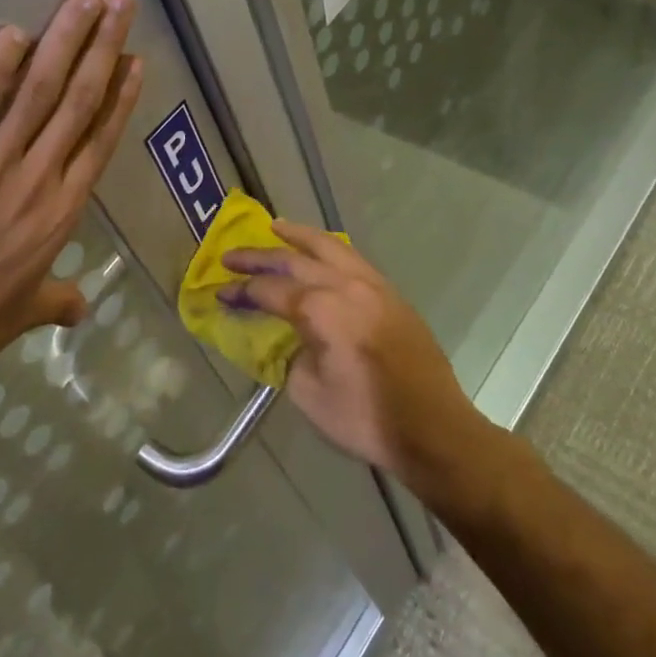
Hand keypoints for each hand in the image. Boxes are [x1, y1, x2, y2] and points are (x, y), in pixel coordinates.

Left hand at [0, 0, 142, 417]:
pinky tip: (12, 33)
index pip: (98, 141)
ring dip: (64, 42)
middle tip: (119, 2)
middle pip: (77, 102)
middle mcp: (36, 183)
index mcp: (58, 216)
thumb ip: (53, 301)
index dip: (119, 96)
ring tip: (84, 0)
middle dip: (101, 47)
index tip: (133, 59)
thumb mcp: (17, 319)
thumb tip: (81, 308)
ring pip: (38, 93)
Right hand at [220, 222, 492, 502]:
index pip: (270, 290)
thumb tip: (289, 338)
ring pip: (329, 246)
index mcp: (321, 310)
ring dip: (298, 237)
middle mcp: (345, 285)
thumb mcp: (309, 394)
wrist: (434, 428)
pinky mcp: (391, 293)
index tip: (221, 294)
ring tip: (275, 228)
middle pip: (294, 260)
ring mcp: (373, 285)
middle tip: (231, 256)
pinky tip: (319, 252)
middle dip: (259, 256)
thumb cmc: (366, 418)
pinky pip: (352, 258)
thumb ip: (290, 356)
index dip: (242, 291)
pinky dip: (328, 248)